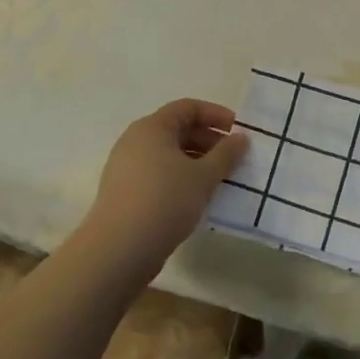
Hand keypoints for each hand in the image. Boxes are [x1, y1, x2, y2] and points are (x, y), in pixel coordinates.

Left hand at [76, 98, 247, 280]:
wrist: (118, 250)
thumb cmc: (164, 201)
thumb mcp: (203, 176)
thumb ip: (226, 154)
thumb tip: (241, 138)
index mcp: (152, 127)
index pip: (188, 108)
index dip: (216, 115)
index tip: (238, 132)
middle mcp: (135, 140)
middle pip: (177, 129)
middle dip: (209, 140)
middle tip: (233, 159)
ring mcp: (126, 167)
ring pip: (168, 154)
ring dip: (197, 161)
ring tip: (219, 180)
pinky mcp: (124, 192)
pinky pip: (158, 173)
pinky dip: (180, 178)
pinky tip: (197, 197)